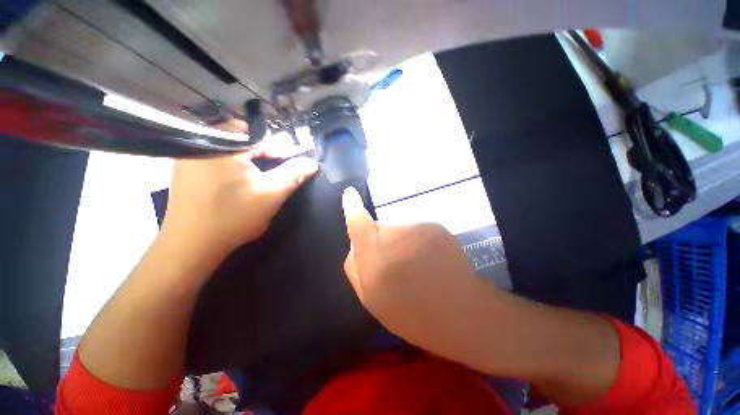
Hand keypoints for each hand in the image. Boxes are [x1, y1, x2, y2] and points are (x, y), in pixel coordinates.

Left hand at [161, 146, 318, 259]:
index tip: (288, 166)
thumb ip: (294, 174)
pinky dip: (232, 167)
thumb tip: (312, 162)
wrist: (191, 246)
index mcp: (222, 145)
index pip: (259, 135)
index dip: (278, 149)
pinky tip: (238, 183)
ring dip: (248, 161)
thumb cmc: (233, 216)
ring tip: (258, 179)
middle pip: (243, 140)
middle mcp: (201, 144)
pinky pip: (216, 159)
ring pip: (230, 150)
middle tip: (272, 175)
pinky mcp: (185, 170)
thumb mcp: (272, 193)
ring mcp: (189, 157)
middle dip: (263, 155)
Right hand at [341, 187, 496, 356]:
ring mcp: (418, 227)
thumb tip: (355, 246)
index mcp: (374, 252)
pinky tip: (430, 262)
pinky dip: (418, 242)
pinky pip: (418, 231)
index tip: (350, 194)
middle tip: (393, 265)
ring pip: (400, 229)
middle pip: (380, 227)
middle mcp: (395, 233)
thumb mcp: (371, 299)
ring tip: (415, 268)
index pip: (358, 221)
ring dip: (401, 243)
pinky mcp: (436, 227)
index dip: (352, 206)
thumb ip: (355, 268)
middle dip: (380, 241)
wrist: (461, 314)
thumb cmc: (410, 313)